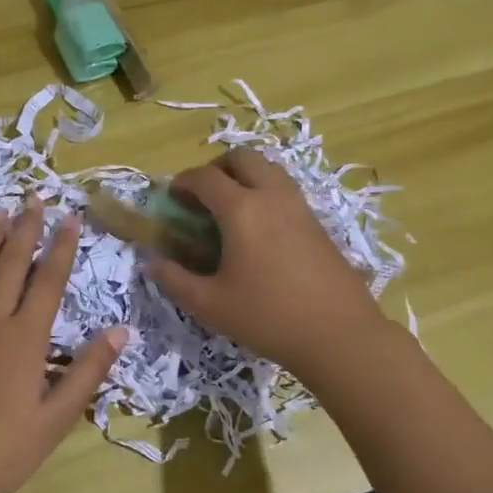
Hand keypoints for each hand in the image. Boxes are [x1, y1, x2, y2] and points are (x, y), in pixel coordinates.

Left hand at [0, 196, 126, 492]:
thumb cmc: (2, 451)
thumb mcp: (57, 419)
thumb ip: (87, 371)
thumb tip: (121, 332)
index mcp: (25, 339)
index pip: (48, 281)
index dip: (61, 248)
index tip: (70, 218)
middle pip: (10, 265)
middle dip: (25, 230)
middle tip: (33, 199)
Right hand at [150, 149, 386, 376]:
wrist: (339, 334)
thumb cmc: (267, 317)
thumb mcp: (210, 305)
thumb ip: (176, 280)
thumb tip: (153, 262)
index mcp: (241, 209)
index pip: (205, 177)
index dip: (183, 182)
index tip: (172, 197)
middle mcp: (271, 196)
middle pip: (242, 157)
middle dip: (216, 168)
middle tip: (203, 196)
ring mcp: (299, 206)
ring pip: (268, 168)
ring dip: (244, 176)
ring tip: (231, 208)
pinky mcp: (317, 222)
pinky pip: (285, 189)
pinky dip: (265, 192)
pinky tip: (259, 229)